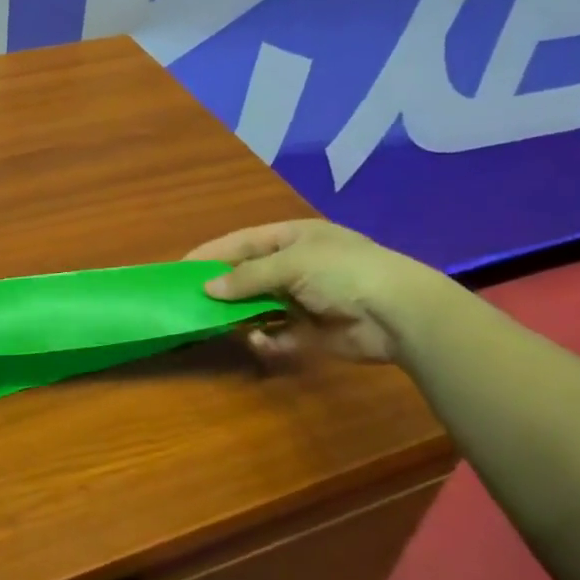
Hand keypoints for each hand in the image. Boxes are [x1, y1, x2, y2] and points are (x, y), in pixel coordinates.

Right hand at [186, 220, 444, 365]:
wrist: (398, 313)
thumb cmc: (342, 272)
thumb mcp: (291, 263)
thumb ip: (247, 276)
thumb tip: (208, 289)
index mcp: (293, 238)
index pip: (243, 242)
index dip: (212, 253)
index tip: (181, 268)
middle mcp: (296, 267)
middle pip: (248, 276)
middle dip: (223, 289)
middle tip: (190, 302)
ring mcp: (304, 301)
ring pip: (259, 308)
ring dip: (242, 316)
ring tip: (218, 325)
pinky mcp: (311, 333)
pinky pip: (278, 335)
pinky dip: (266, 339)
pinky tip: (260, 341)